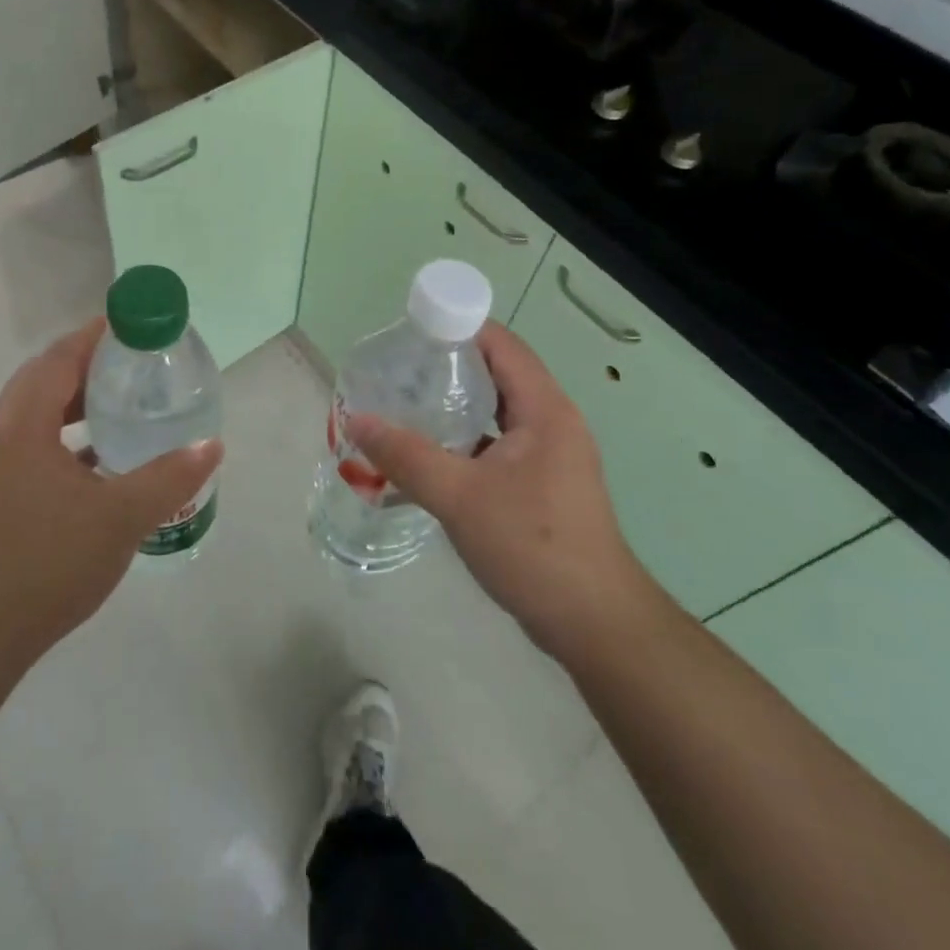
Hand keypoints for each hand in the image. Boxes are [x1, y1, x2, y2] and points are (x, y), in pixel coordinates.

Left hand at [0, 319, 221, 743]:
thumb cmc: (50, 564)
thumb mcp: (122, 517)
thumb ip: (170, 477)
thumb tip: (212, 446)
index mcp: (23, 428)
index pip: (58, 359)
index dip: (95, 335)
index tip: (134, 325)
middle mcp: (2, 435)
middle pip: (43, 376)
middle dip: (87, 361)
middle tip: (134, 360)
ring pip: (37, 409)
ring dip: (75, 396)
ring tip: (122, 398)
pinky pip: (35, 438)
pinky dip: (66, 429)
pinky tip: (102, 452)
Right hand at [346, 322, 645, 655]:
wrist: (593, 623)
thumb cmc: (532, 545)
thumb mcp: (459, 497)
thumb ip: (406, 456)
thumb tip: (356, 420)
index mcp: (544, 409)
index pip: (501, 344)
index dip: (458, 327)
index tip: (411, 331)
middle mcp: (552, 423)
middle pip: (498, 375)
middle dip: (448, 367)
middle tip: (398, 371)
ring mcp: (550, 456)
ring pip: (496, 414)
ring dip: (455, 407)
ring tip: (405, 408)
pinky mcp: (543, 486)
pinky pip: (498, 447)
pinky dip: (465, 444)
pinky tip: (429, 459)